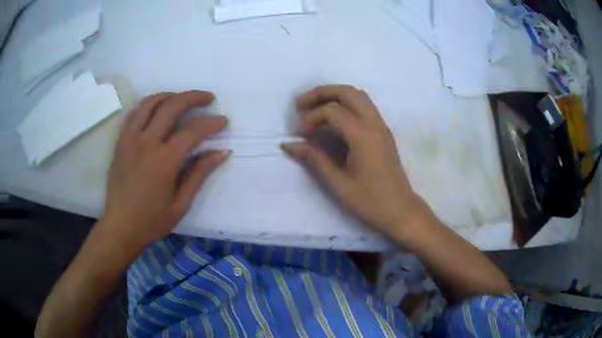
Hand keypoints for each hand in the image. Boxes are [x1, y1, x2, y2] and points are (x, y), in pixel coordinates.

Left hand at [101, 91, 229, 254]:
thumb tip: (222, 152)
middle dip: (194, 97)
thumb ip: (200, 173)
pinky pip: (134, 113)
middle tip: (208, 99)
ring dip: (170, 95)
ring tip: (182, 98)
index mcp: (164, 161)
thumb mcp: (181, 203)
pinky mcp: (120, 142)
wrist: (120, 227)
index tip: (223, 121)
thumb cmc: (152, 220)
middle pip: (172, 106)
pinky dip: (148, 104)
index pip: (192, 131)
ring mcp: (130, 139)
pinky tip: (156, 107)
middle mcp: (146, 143)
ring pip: (150, 103)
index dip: (211, 123)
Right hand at [282, 85, 427, 238]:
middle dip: (321, 93)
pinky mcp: (383, 131)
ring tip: (314, 106)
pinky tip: (333, 117)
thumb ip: (314, 159)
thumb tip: (289, 144)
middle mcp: (374, 124)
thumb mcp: (338, 184)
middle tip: (300, 104)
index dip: (311, 118)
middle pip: (347, 92)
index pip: (332, 111)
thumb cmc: (370, 201)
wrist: (401, 210)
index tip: (300, 134)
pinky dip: (346, 102)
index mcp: (363, 136)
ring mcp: (381, 126)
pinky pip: (365, 105)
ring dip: (334, 94)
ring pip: (358, 95)